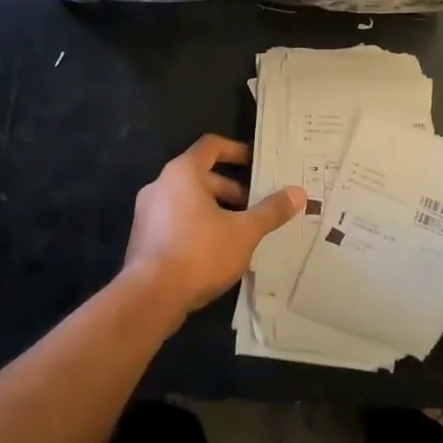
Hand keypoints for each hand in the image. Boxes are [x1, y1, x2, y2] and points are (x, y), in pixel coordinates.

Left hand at [123, 136, 304, 322]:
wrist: (150, 297)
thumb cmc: (199, 253)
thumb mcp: (244, 232)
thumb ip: (271, 211)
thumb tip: (299, 193)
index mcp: (183, 173)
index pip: (211, 146)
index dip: (236, 151)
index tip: (257, 165)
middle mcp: (160, 185)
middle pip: (200, 175)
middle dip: (230, 189)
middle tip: (255, 206)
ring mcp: (147, 212)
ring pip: (188, 200)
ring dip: (215, 209)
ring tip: (240, 231)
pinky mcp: (143, 238)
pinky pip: (175, 220)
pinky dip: (197, 225)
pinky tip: (216, 251)